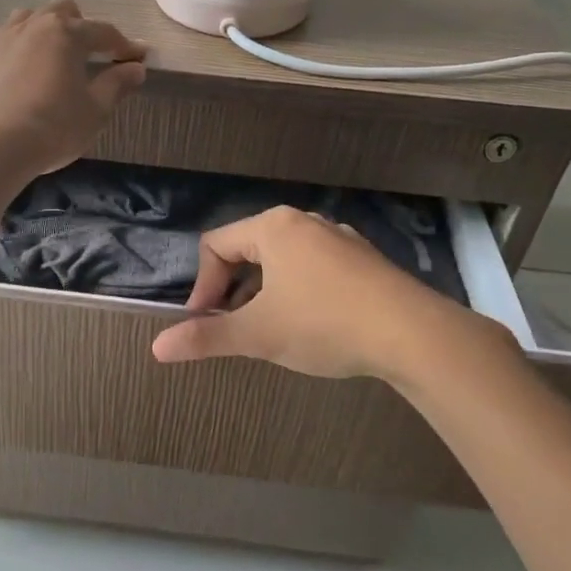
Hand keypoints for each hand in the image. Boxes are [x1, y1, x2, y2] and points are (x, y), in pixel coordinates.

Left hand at [0, 0, 147, 176]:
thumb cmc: (54, 126)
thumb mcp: (95, 110)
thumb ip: (116, 85)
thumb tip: (136, 68)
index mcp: (65, 33)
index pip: (103, 32)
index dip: (123, 45)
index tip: (138, 58)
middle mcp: (30, 27)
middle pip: (60, 11)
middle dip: (79, 26)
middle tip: (89, 53)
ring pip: (24, 20)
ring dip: (41, 31)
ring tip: (48, 57)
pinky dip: (13, 55)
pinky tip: (15, 79)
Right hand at [149, 206, 521, 386]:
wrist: (413, 333)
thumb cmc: (324, 323)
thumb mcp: (258, 334)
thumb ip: (206, 338)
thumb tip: (157, 347)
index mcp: (273, 227)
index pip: (216, 245)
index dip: (202, 286)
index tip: (204, 323)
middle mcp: (304, 222)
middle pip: (249, 249)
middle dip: (233, 289)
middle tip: (234, 327)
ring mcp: (339, 238)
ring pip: (283, 260)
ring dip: (264, 292)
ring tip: (270, 328)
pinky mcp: (364, 259)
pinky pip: (314, 267)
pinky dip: (298, 290)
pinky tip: (312, 324)